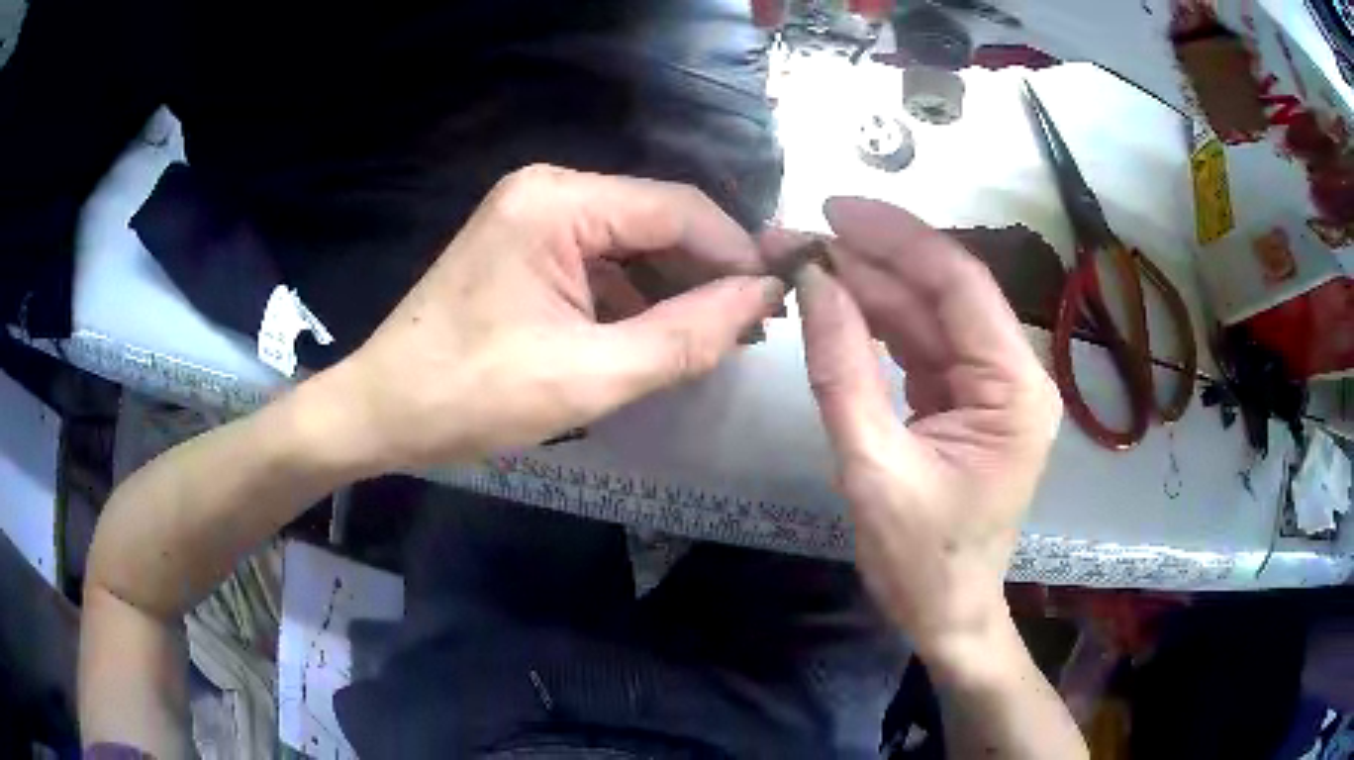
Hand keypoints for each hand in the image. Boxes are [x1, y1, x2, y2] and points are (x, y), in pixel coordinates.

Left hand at [326, 165, 783, 471]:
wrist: (381, 411)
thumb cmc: (470, 396)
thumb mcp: (589, 376)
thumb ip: (686, 335)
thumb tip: (764, 299)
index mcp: (559, 203)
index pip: (678, 208)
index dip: (736, 253)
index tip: (776, 304)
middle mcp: (550, 190)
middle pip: (657, 219)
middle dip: (707, 272)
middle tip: (751, 329)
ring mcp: (534, 215)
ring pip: (633, 241)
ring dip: (675, 287)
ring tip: (717, 338)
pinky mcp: (527, 245)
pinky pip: (602, 260)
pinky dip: (637, 295)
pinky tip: (661, 333)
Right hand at [788, 198, 1061, 664]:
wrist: (946, 613)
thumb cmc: (921, 560)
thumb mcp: (873, 467)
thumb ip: (842, 370)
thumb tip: (813, 281)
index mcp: (1014, 388)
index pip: (958, 283)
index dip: (896, 237)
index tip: (832, 209)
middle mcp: (1013, 373)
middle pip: (941, 292)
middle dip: (869, 259)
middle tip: (797, 238)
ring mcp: (990, 384)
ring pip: (927, 313)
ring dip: (867, 285)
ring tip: (804, 261)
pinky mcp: (966, 398)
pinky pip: (921, 344)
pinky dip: (877, 321)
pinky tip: (835, 300)